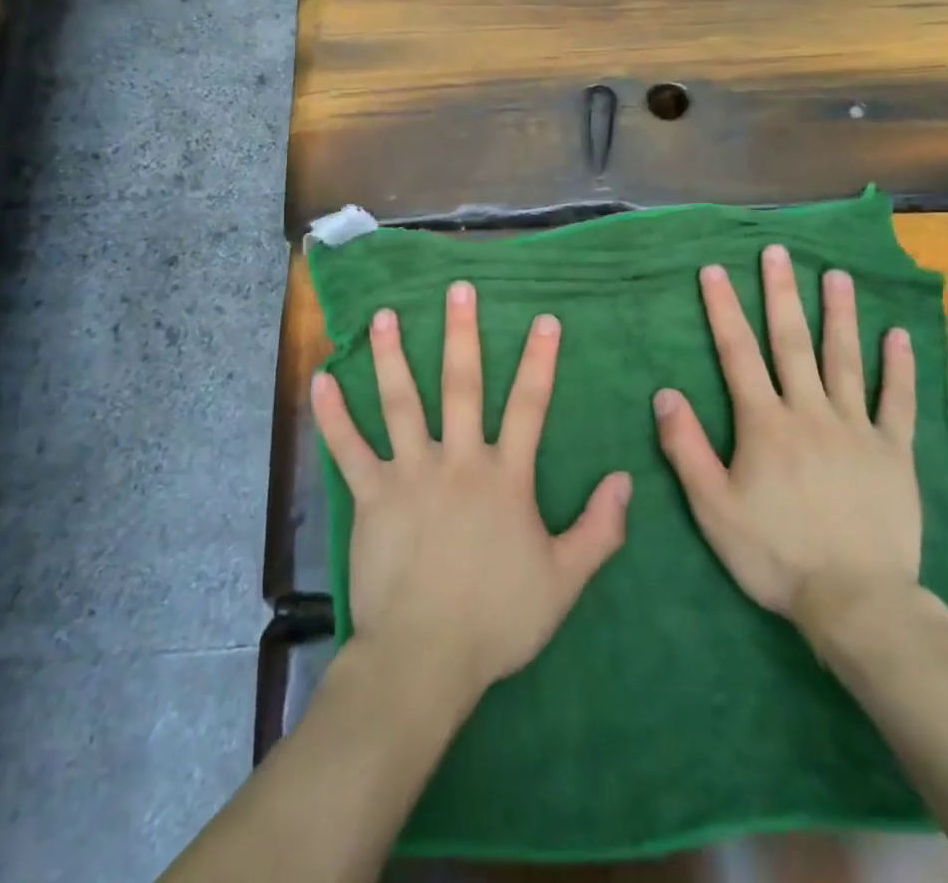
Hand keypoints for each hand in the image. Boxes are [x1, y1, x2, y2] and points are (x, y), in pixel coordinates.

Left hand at [312, 280, 631, 706]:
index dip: (539, 361)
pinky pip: (349, 448)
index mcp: (505, 477)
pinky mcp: (371, 495)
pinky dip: (334, 415)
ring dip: (393, 356)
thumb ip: (598, 530)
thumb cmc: (496, 619)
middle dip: (462, 334)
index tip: (544, 319)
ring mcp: (410, 473)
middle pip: (462, 385)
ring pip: (401, 402)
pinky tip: (321, 380)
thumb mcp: (564, 581)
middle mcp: (458, 461)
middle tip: (458, 289)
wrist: (425, 658)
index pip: (529, 406)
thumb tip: (626, 479)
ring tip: (386, 315)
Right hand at [653, 246, 921, 647]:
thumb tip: (666, 394)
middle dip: (782, 293)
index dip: (724, 309)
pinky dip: (899, 367)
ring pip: (845, 360)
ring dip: (840, 314)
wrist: (857, 602)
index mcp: (765, 424)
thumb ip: (687, 448)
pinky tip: (898, 335)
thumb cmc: (775, 555)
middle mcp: (809, 412)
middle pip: (792, 342)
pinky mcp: (894, 453)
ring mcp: (856, 429)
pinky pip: (897, 401)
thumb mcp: (713, 508)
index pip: (737, 353)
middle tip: (778, 252)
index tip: (715, 270)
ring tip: (837, 275)